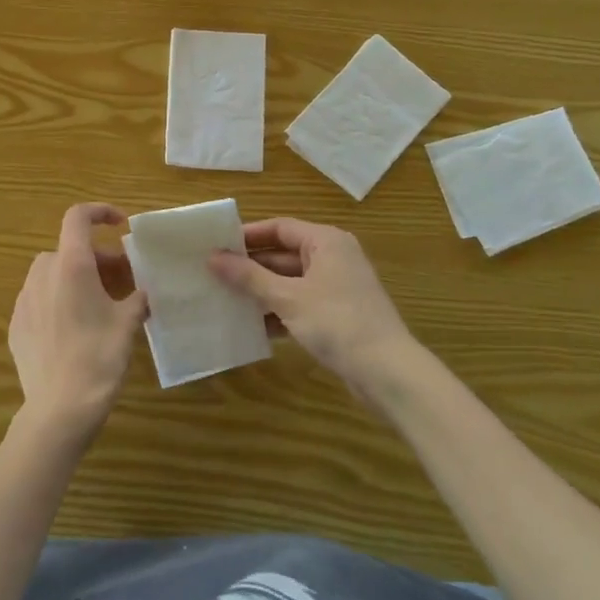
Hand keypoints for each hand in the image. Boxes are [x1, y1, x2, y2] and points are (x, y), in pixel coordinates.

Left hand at [6, 203, 147, 441]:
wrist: (59, 408)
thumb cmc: (98, 358)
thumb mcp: (127, 324)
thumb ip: (137, 298)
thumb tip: (142, 292)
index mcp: (71, 265)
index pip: (77, 217)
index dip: (99, 212)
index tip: (120, 224)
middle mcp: (43, 274)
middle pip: (69, 250)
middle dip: (96, 259)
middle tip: (121, 281)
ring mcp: (24, 299)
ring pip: (52, 274)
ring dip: (75, 278)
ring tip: (98, 305)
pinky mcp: (16, 324)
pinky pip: (39, 299)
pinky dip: (58, 301)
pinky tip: (73, 329)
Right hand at [209, 218, 429, 405]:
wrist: (387, 372)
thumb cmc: (337, 322)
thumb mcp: (287, 297)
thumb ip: (249, 277)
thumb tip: (212, 258)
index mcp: (325, 242)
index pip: (279, 228)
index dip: (247, 235)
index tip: (216, 245)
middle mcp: (333, 257)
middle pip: (283, 254)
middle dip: (250, 267)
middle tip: (214, 274)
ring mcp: (336, 287)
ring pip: (289, 281)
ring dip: (260, 292)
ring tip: (225, 300)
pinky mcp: (337, 314)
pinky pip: (299, 304)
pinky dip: (278, 312)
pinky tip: (252, 327)